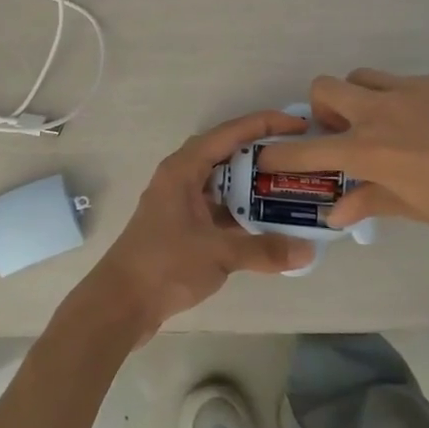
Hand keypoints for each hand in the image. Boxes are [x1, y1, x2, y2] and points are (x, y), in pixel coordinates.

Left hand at [80, 109, 315, 342]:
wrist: (120, 303)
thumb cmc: (164, 265)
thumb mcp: (218, 254)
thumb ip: (264, 250)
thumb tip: (308, 251)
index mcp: (184, 168)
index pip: (230, 133)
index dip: (265, 124)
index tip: (300, 125)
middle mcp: (181, 177)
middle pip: (228, 154)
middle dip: (263, 154)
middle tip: (300, 158)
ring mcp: (180, 202)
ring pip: (224, 183)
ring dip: (253, 184)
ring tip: (291, 187)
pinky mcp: (181, 226)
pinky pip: (219, 206)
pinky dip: (242, 210)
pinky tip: (268, 222)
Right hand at [253, 70, 428, 252]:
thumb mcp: (419, 208)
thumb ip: (373, 202)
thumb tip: (338, 212)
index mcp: (371, 149)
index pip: (308, 148)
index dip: (280, 153)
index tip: (265, 154)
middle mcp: (383, 110)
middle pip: (325, 87)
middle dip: (321, 107)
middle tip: (343, 133)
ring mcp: (414, 88)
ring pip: (365, 77)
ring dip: (361, 97)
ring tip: (387, 125)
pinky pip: (409, 82)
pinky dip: (407, 100)